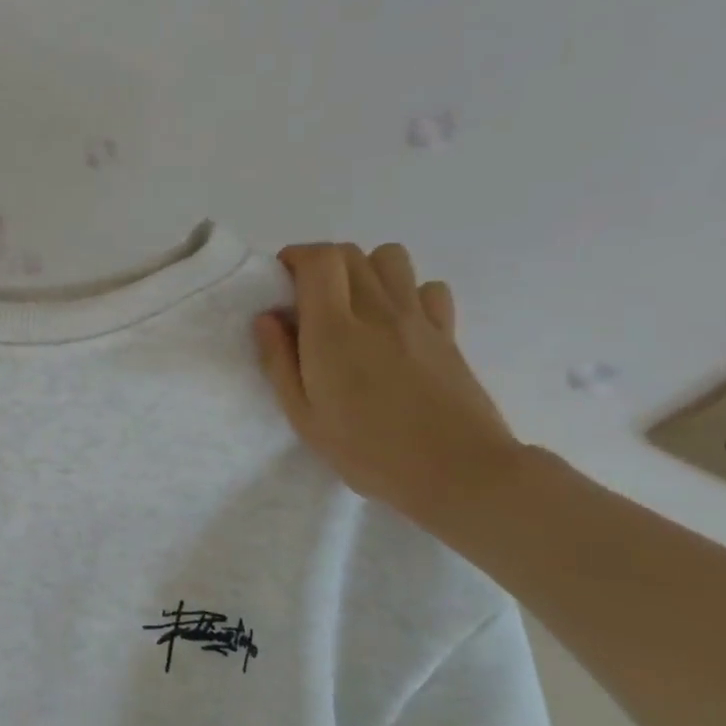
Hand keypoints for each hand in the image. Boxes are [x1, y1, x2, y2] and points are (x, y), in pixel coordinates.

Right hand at [253, 243, 523, 527]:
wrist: (458, 471)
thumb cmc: (368, 451)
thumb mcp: (303, 416)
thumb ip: (279, 362)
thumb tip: (267, 318)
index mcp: (334, 331)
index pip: (319, 260)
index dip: (295, 257)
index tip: (280, 278)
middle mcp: (376, 311)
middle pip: (351, 254)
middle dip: (322, 264)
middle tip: (307, 297)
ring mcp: (418, 318)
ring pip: (391, 259)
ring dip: (364, 269)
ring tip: (352, 304)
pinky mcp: (447, 332)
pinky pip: (428, 287)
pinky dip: (406, 292)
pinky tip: (395, 323)